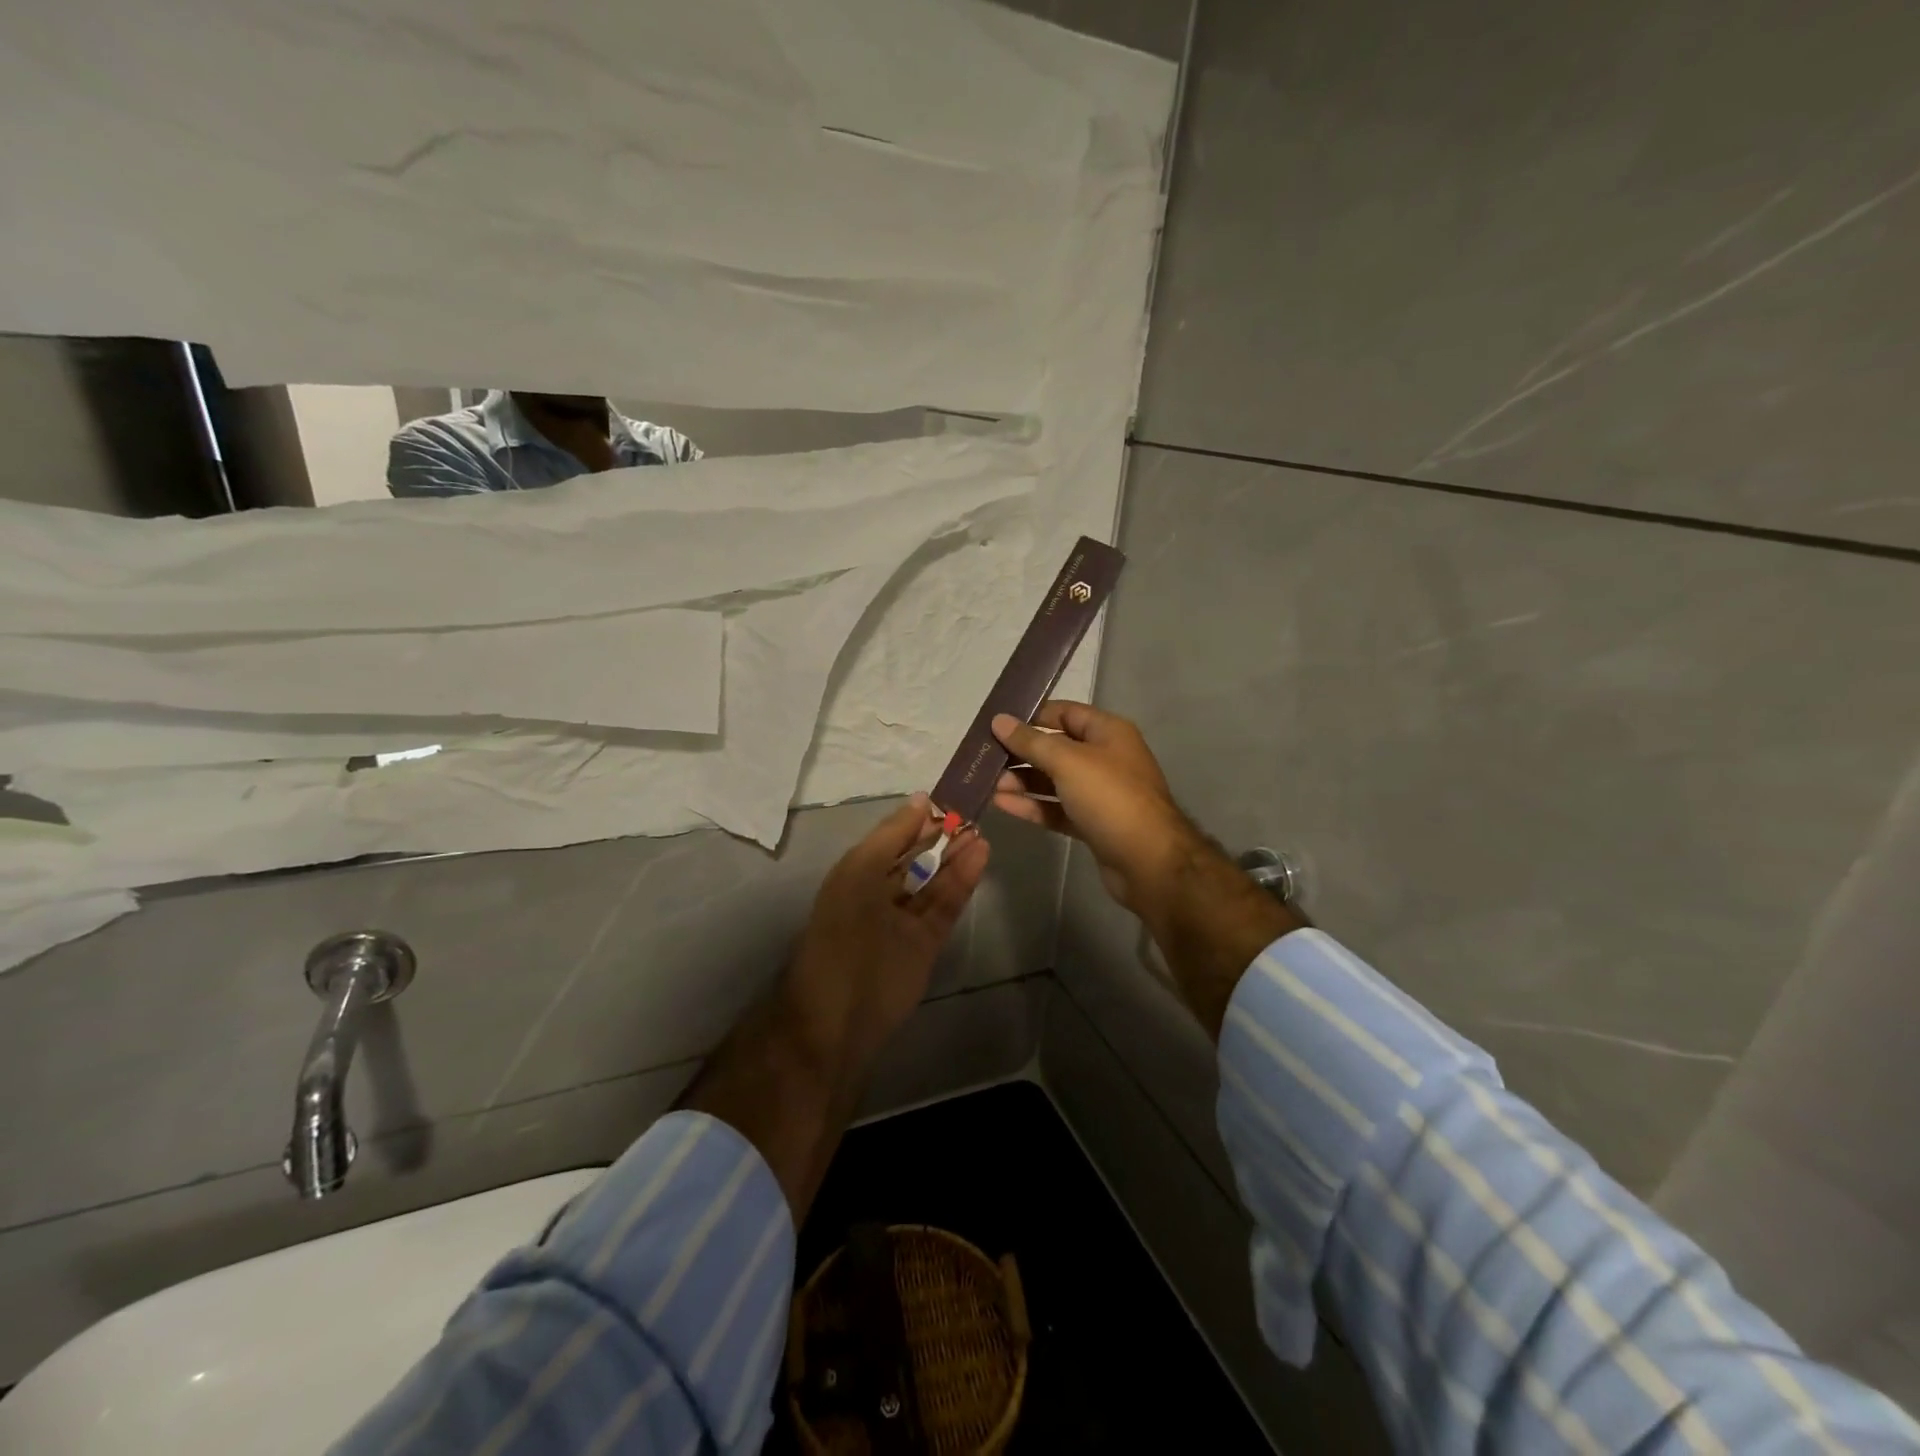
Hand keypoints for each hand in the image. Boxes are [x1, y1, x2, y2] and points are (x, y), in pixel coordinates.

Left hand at [780, 793, 989, 1075]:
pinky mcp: (927, 941)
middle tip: (973, 812)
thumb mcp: (859, 876)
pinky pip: (946, 903)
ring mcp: (905, 918)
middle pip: (915, 856)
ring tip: (981, 830)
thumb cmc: (843, 937)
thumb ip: (891, 838)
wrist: (839, 1017)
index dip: (918, 817)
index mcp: (856, 874)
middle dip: (941, 835)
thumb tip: (919, 801)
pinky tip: (980, 855)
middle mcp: (879, 892)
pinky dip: (962, 880)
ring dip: (955, 855)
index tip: (950, 794)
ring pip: (934, 879)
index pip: (893, 836)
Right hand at [992, 703, 1298, 1040]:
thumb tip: (999, 721)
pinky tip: (1002, 804)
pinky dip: (1032, 806)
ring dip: (1022, 781)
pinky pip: (1056, 808)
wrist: (1149, 862)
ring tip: (987, 783)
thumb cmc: (1111, 798)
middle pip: (1056, 748)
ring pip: (1053, 781)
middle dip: (1021, 752)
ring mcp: (1099, 793)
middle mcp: (1105, 758)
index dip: (1032, 716)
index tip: (997, 724)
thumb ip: (1031, 741)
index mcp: (1108, 732)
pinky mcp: (1092, 823)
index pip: (1064, 713)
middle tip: (984, 758)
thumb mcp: (1068, 762)